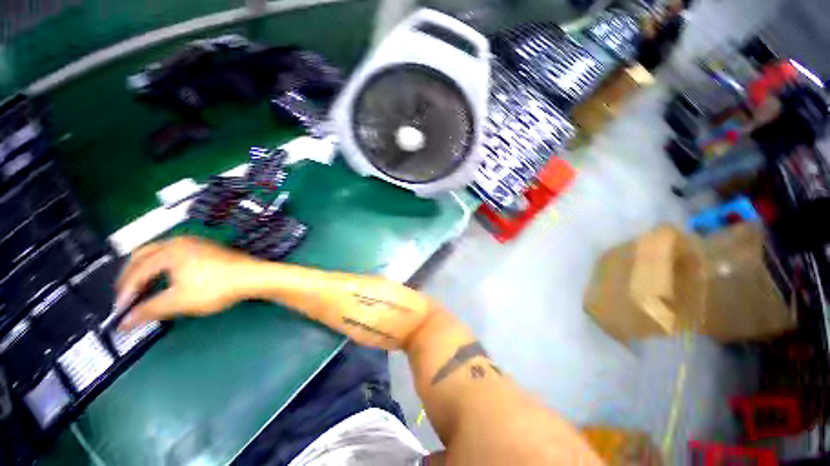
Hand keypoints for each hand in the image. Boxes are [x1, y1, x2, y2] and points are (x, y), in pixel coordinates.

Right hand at [115, 237, 256, 329]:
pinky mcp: (207, 248)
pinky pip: (175, 254)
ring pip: (159, 253)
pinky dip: (162, 266)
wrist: (253, 276)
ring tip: (141, 288)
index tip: (119, 311)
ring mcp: (195, 242)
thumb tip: (124, 322)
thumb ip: (149, 310)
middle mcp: (179, 241)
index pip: (137, 271)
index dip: (125, 292)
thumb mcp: (180, 301)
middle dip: (130, 275)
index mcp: (168, 251)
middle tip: (124, 295)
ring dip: (146, 269)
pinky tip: (166, 278)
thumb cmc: (216, 287)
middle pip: (144, 255)